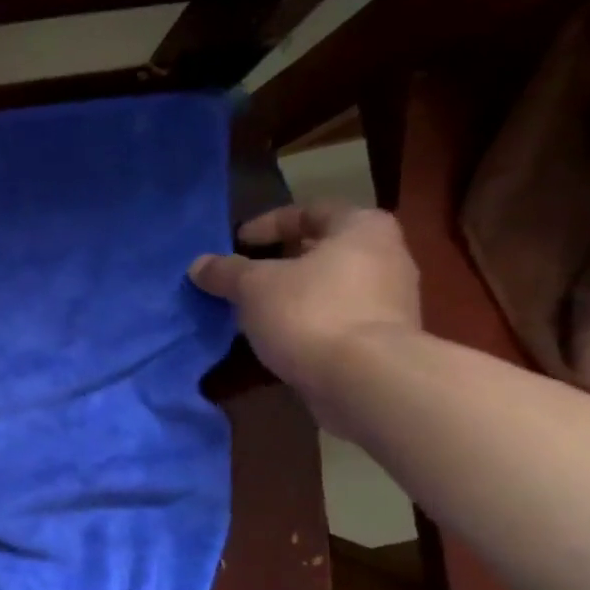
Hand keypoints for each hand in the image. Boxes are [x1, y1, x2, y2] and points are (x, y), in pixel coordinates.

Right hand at [189, 203, 420, 424]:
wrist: (364, 379)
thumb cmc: (310, 313)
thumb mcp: (254, 287)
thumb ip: (226, 272)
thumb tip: (199, 264)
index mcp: (361, 227)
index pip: (310, 211)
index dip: (268, 224)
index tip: (237, 243)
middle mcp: (386, 255)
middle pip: (323, 250)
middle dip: (280, 263)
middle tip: (244, 278)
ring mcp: (389, 300)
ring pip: (329, 287)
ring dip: (293, 296)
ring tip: (255, 312)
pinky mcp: (383, 339)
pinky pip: (336, 319)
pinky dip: (308, 323)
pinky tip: (280, 339)